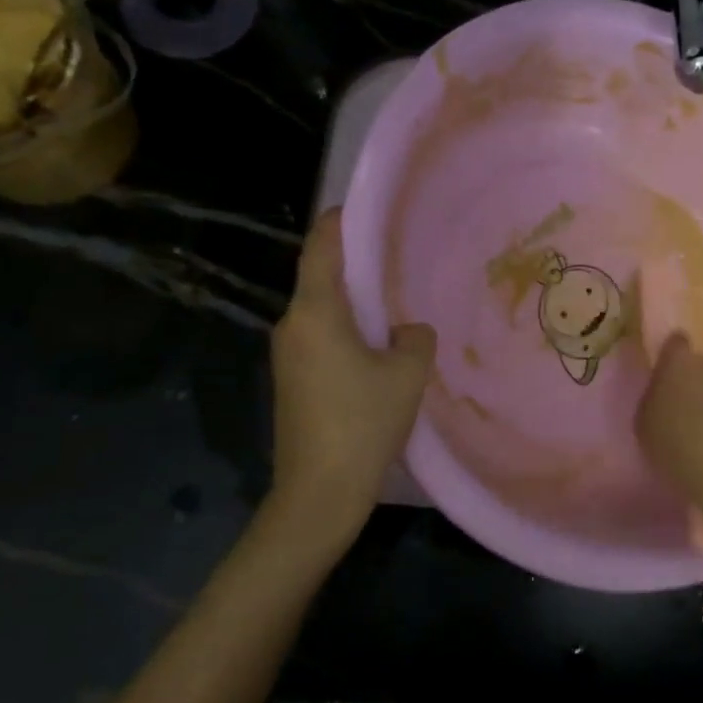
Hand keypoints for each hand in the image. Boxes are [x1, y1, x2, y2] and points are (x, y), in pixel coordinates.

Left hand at [264, 209, 435, 559]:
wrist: (318, 494)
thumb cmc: (363, 423)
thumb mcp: (407, 373)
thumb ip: (415, 337)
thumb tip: (404, 331)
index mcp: (315, 313)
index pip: (322, 247)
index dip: (342, 220)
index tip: (368, 208)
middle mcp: (292, 325)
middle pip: (322, 278)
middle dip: (359, 265)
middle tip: (399, 259)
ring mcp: (287, 355)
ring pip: (324, 311)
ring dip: (356, 304)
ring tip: (397, 305)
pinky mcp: (291, 381)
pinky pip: (321, 338)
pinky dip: (349, 331)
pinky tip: (380, 350)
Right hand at [636, 334, 702, 546]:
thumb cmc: (675, 443)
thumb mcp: (645, 423)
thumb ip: (653, 399)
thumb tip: (663, 393)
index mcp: (679, 362)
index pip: (675, 342)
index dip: (671, 354)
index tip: (666, 372)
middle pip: (700, 365)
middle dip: (692, 380)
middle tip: (681, 408)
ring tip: (702, 430)